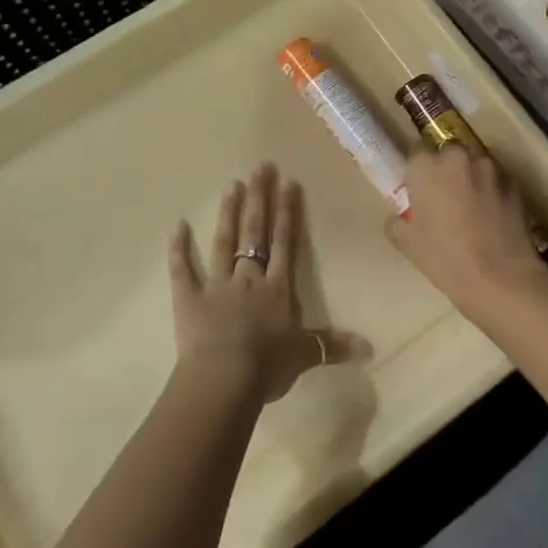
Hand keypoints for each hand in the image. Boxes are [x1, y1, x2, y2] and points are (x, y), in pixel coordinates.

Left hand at [169, 163, 367, 404]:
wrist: (224, 380)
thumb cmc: (267, 367)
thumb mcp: (305, 356)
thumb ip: (333, 346)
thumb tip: (371, 347)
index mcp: (276, 289)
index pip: (283, 243)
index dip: (286, 212)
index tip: (288, 182)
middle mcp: (247, 278)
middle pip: (255, 232)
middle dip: (259, 198)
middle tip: (260, 167)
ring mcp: (216, 285)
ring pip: (223, 242)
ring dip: (228, 213)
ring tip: (231, 185)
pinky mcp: (188, 298)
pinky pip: (182, 270)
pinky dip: (178, 249)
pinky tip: (177, 225)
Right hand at [392, 145, 547, 319]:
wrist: (502, 279)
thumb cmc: (446, 259)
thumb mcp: (407, 243)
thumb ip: (398, 221)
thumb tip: (403, 216)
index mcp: (425, 166)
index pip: (416, 152)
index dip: (418, 172)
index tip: (419, 191)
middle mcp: (456, 156)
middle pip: (447, 152)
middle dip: (445, 169)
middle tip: (444, 199)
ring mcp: (489, 167)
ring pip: (474, 163)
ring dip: (470, 177)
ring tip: (472, 207)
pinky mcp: (514, 182)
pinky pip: (495, 178)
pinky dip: (491, 189)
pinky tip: (492, 215)